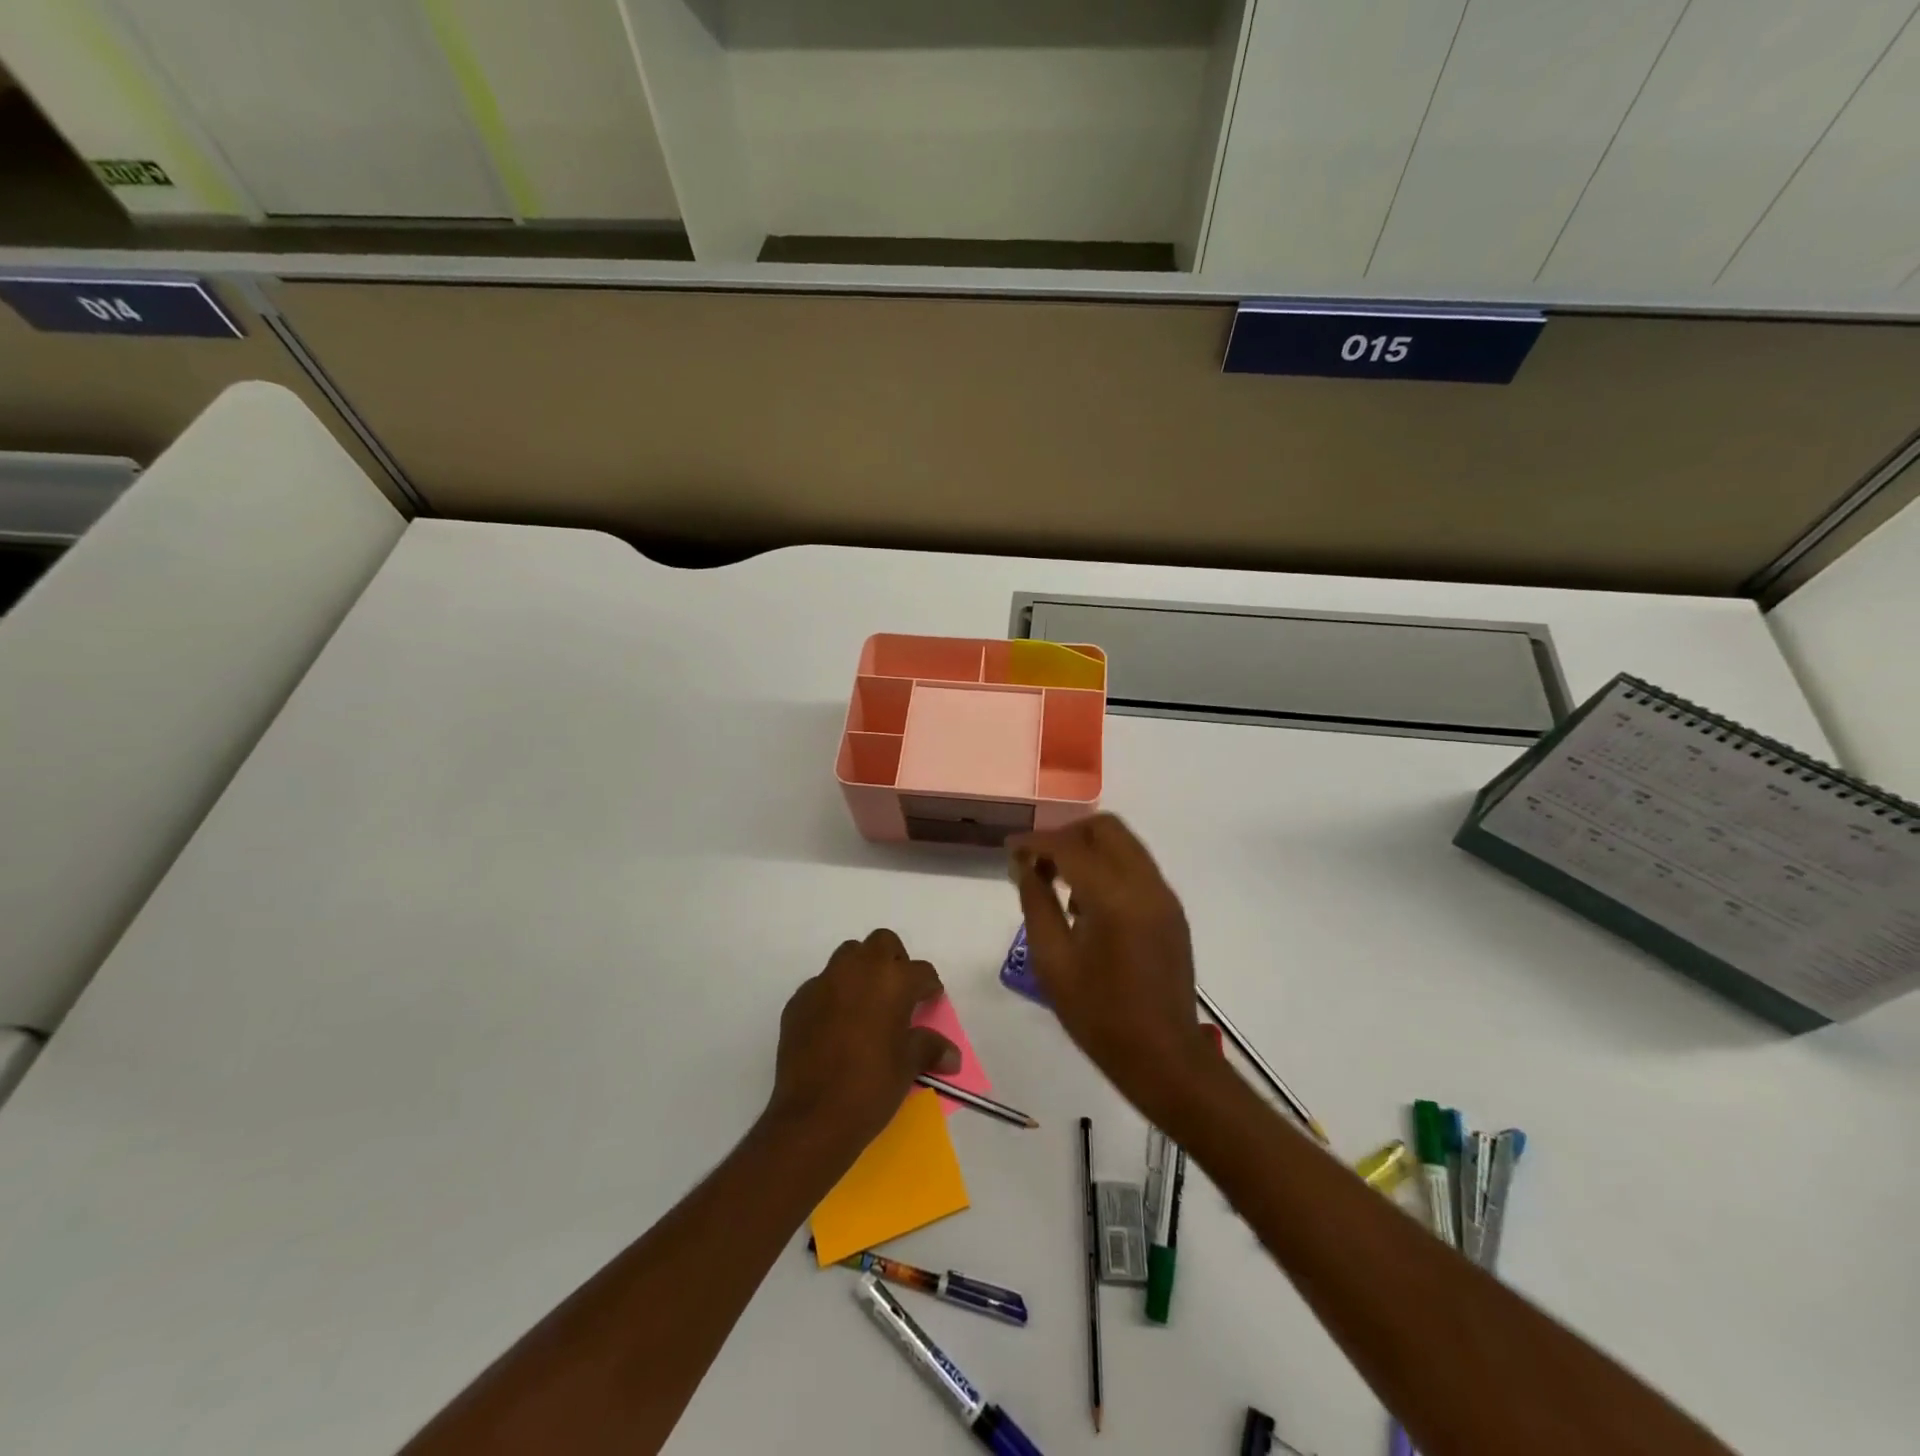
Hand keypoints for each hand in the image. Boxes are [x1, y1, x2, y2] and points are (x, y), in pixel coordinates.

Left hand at [766, 929, 960, 1157]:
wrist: (813, 1117)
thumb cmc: (871, 1085)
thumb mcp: (908, 1066)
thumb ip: (929, 1048)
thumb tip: (952, 1056)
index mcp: (892, 980)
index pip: (921, 971)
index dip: (929, 986)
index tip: (930, 1001)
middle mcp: (857, 970)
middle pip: (882, 943)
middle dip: (894, 961)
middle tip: (898, 993)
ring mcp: (823, 982)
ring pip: (848, 957)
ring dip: (861, 971)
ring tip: (867, 1004)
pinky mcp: (798, 1001)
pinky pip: (821, 986)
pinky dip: (833, 996)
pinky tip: (835, 1026)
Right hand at [1010, 815, 1213, 1120]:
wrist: (1164, 1057)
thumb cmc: (1099, 1016)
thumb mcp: (1052, 962)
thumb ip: (1036, 904)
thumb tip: (1024, 867)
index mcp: (1114, 897)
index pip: (1069, 846)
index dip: (1034, 842)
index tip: (1009, 849)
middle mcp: (1145, 884)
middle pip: (1105, 828)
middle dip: (1066, 834)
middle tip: (1037, 859)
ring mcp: (1164, 896)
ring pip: (1124, 844)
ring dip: (1089, 849)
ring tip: (1058, 882)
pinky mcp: (1171, 910)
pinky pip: (1137, 867)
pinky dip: (1109, 867)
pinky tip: (1087, 903)